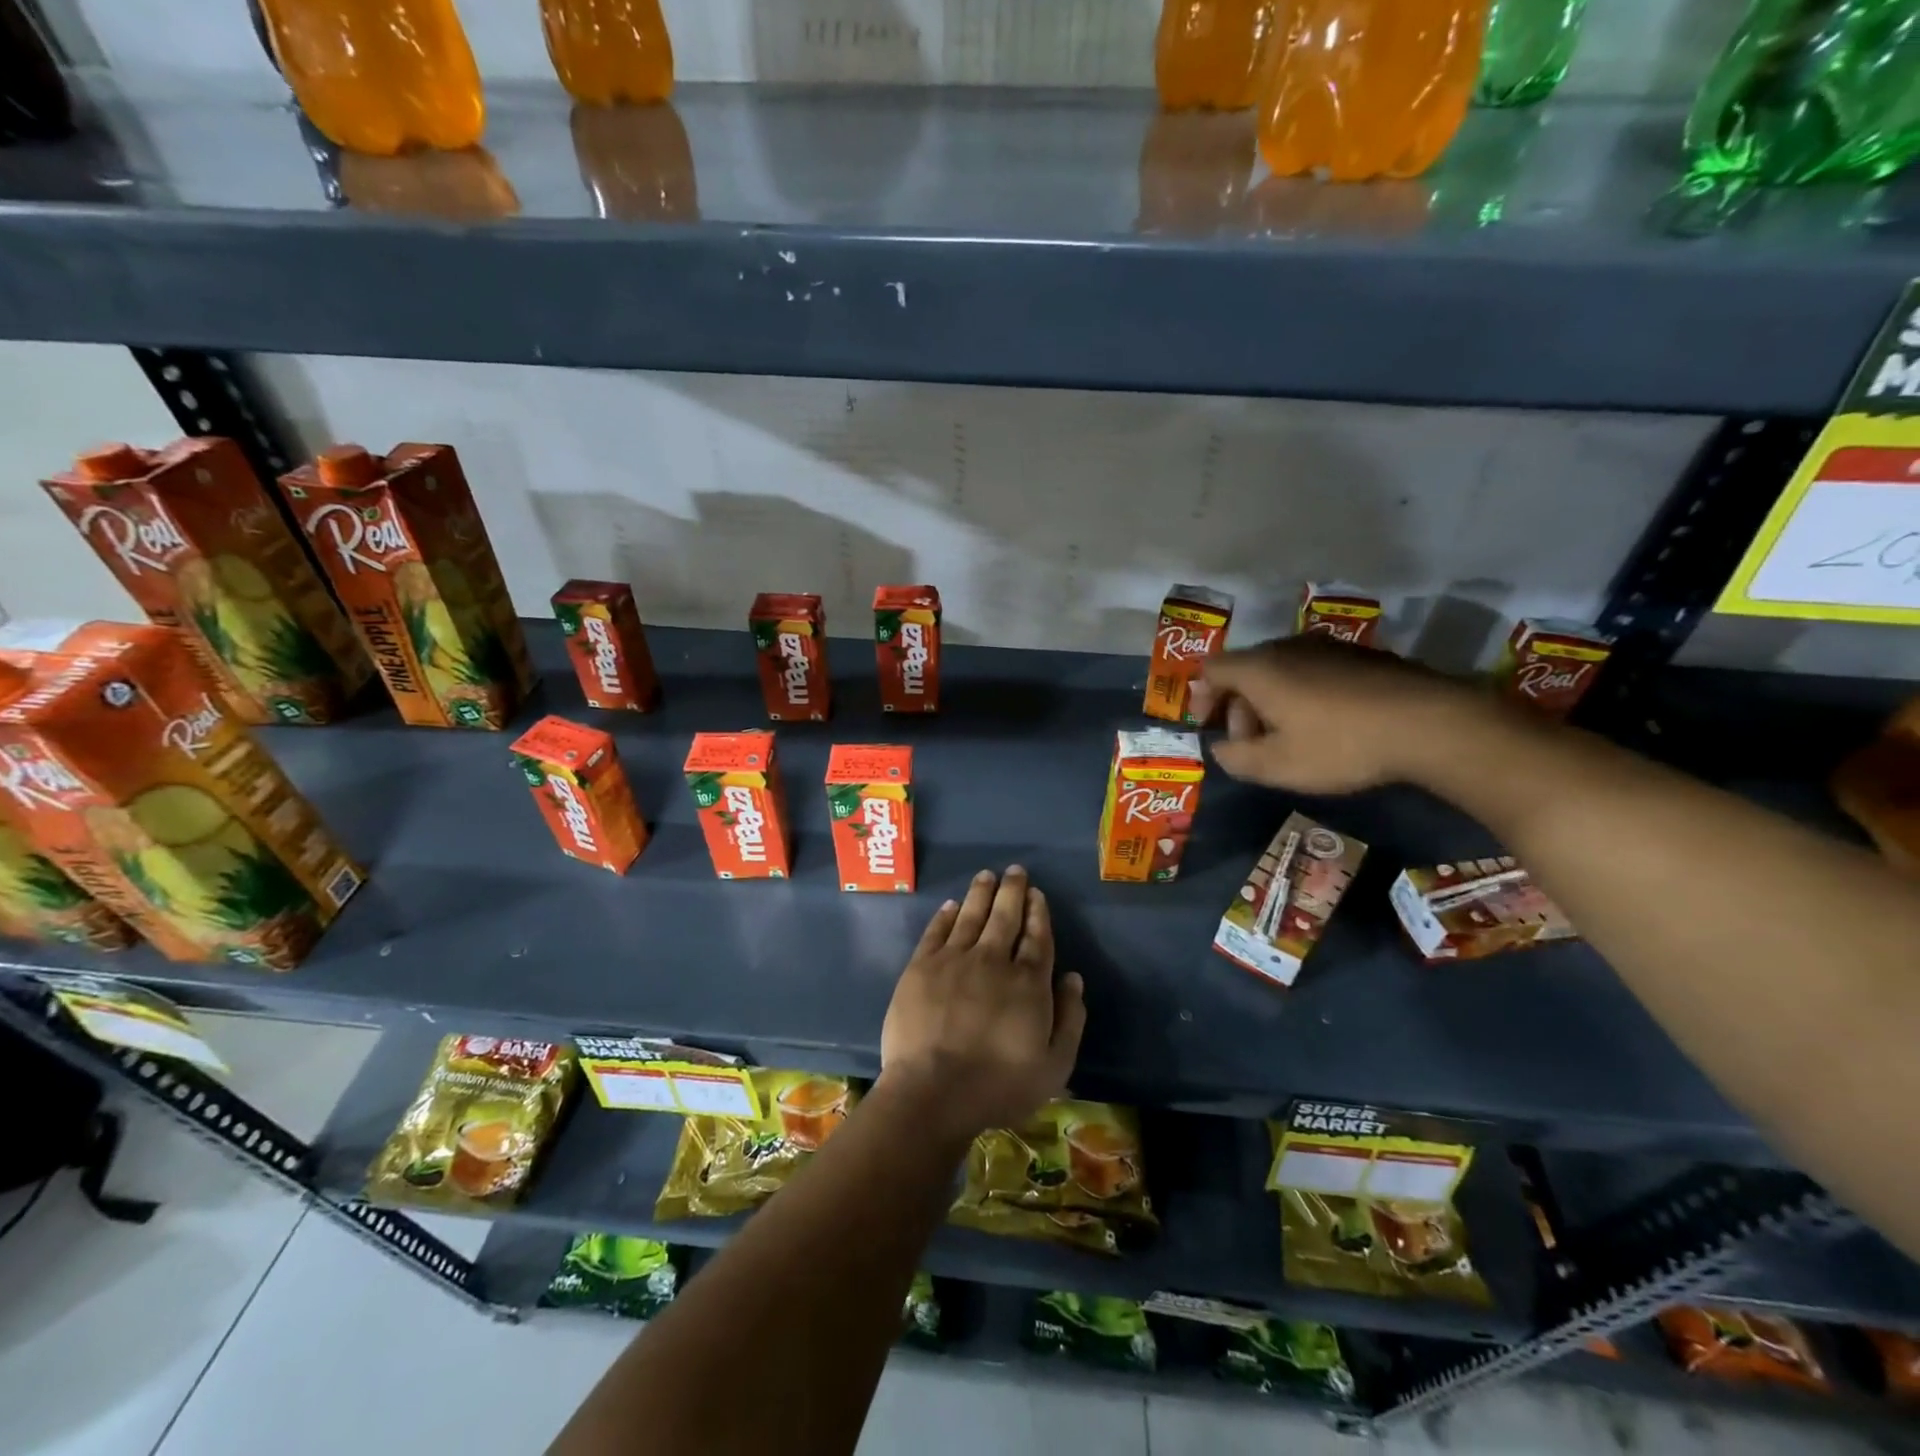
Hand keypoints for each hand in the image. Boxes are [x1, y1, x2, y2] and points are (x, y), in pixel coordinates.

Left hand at [879, 866, 1085, 1144]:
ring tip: (987, 875)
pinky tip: (952, 905)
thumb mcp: (1055, 1065)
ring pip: (971, 916)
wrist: (933, 1092)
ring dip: (981, 893)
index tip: (1037, 894)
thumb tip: (1073, 978)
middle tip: (1015, 870)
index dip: (1038, 913)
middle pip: (1005, 916)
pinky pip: (936, 931)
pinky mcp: (921, 967)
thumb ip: (1070, 1019)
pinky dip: (946, 915)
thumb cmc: (999, 1086)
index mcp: (1028, 982)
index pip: (1037, 937)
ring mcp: (954, 960)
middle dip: (1013, 891)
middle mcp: (993, 961)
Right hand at [1188, 637, 1489, 792]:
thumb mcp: (1277, 766)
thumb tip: (1221, 749)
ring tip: (1289, 738)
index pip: (1211, 669)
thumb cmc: (1340, 745)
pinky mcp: (1361, 656)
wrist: (1429, 723)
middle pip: (1246, 670)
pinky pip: (1313, 671)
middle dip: (1239, 707)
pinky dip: (1303, 695)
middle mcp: (1288, 647)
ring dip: (1272, 702)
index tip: (1208, 726)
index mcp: (1260, 669)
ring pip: (1281, 670)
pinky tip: (1326, 726)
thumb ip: (1236, 759)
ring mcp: (1328, 647)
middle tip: (1251, 744)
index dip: (1201, 697)